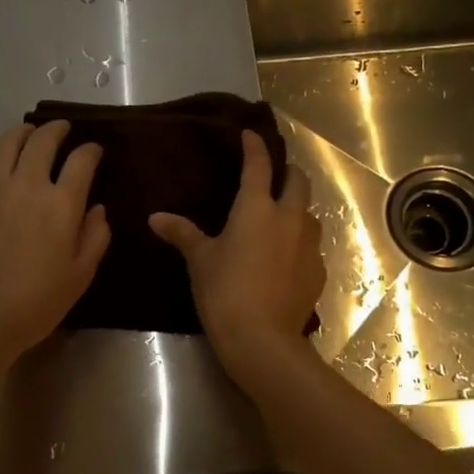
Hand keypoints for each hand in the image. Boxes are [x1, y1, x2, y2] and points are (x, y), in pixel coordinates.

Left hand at [0, 121, 109, 371]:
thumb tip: (98, 209)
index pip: (81, 161)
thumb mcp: (80, 275)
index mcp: (60, 204)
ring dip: (19, 132)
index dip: (91, 150)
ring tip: (26, 132)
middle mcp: (25, 185)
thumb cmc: (36, 302)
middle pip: (41, 142)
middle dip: (56, 130)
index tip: (95, 150)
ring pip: (4, 145)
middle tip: (62, 129)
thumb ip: (95, 237)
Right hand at [150, 129, 324, 387]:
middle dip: (288, 172)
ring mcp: (309, 245)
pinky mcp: (318, 272)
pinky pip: (311, 248)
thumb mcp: (200, 261)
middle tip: (275, 175)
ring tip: (282, 218)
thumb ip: (182, 234)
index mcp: (257, 208)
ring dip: (298, 209)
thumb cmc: (225, 292)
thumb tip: (155, 217)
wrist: (262, 339)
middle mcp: (289, 218)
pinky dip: (300, 245)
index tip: (250, 135)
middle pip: (298, 181)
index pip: (258, 166)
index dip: (254, 147)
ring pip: (310, 214)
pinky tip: (287, 260)